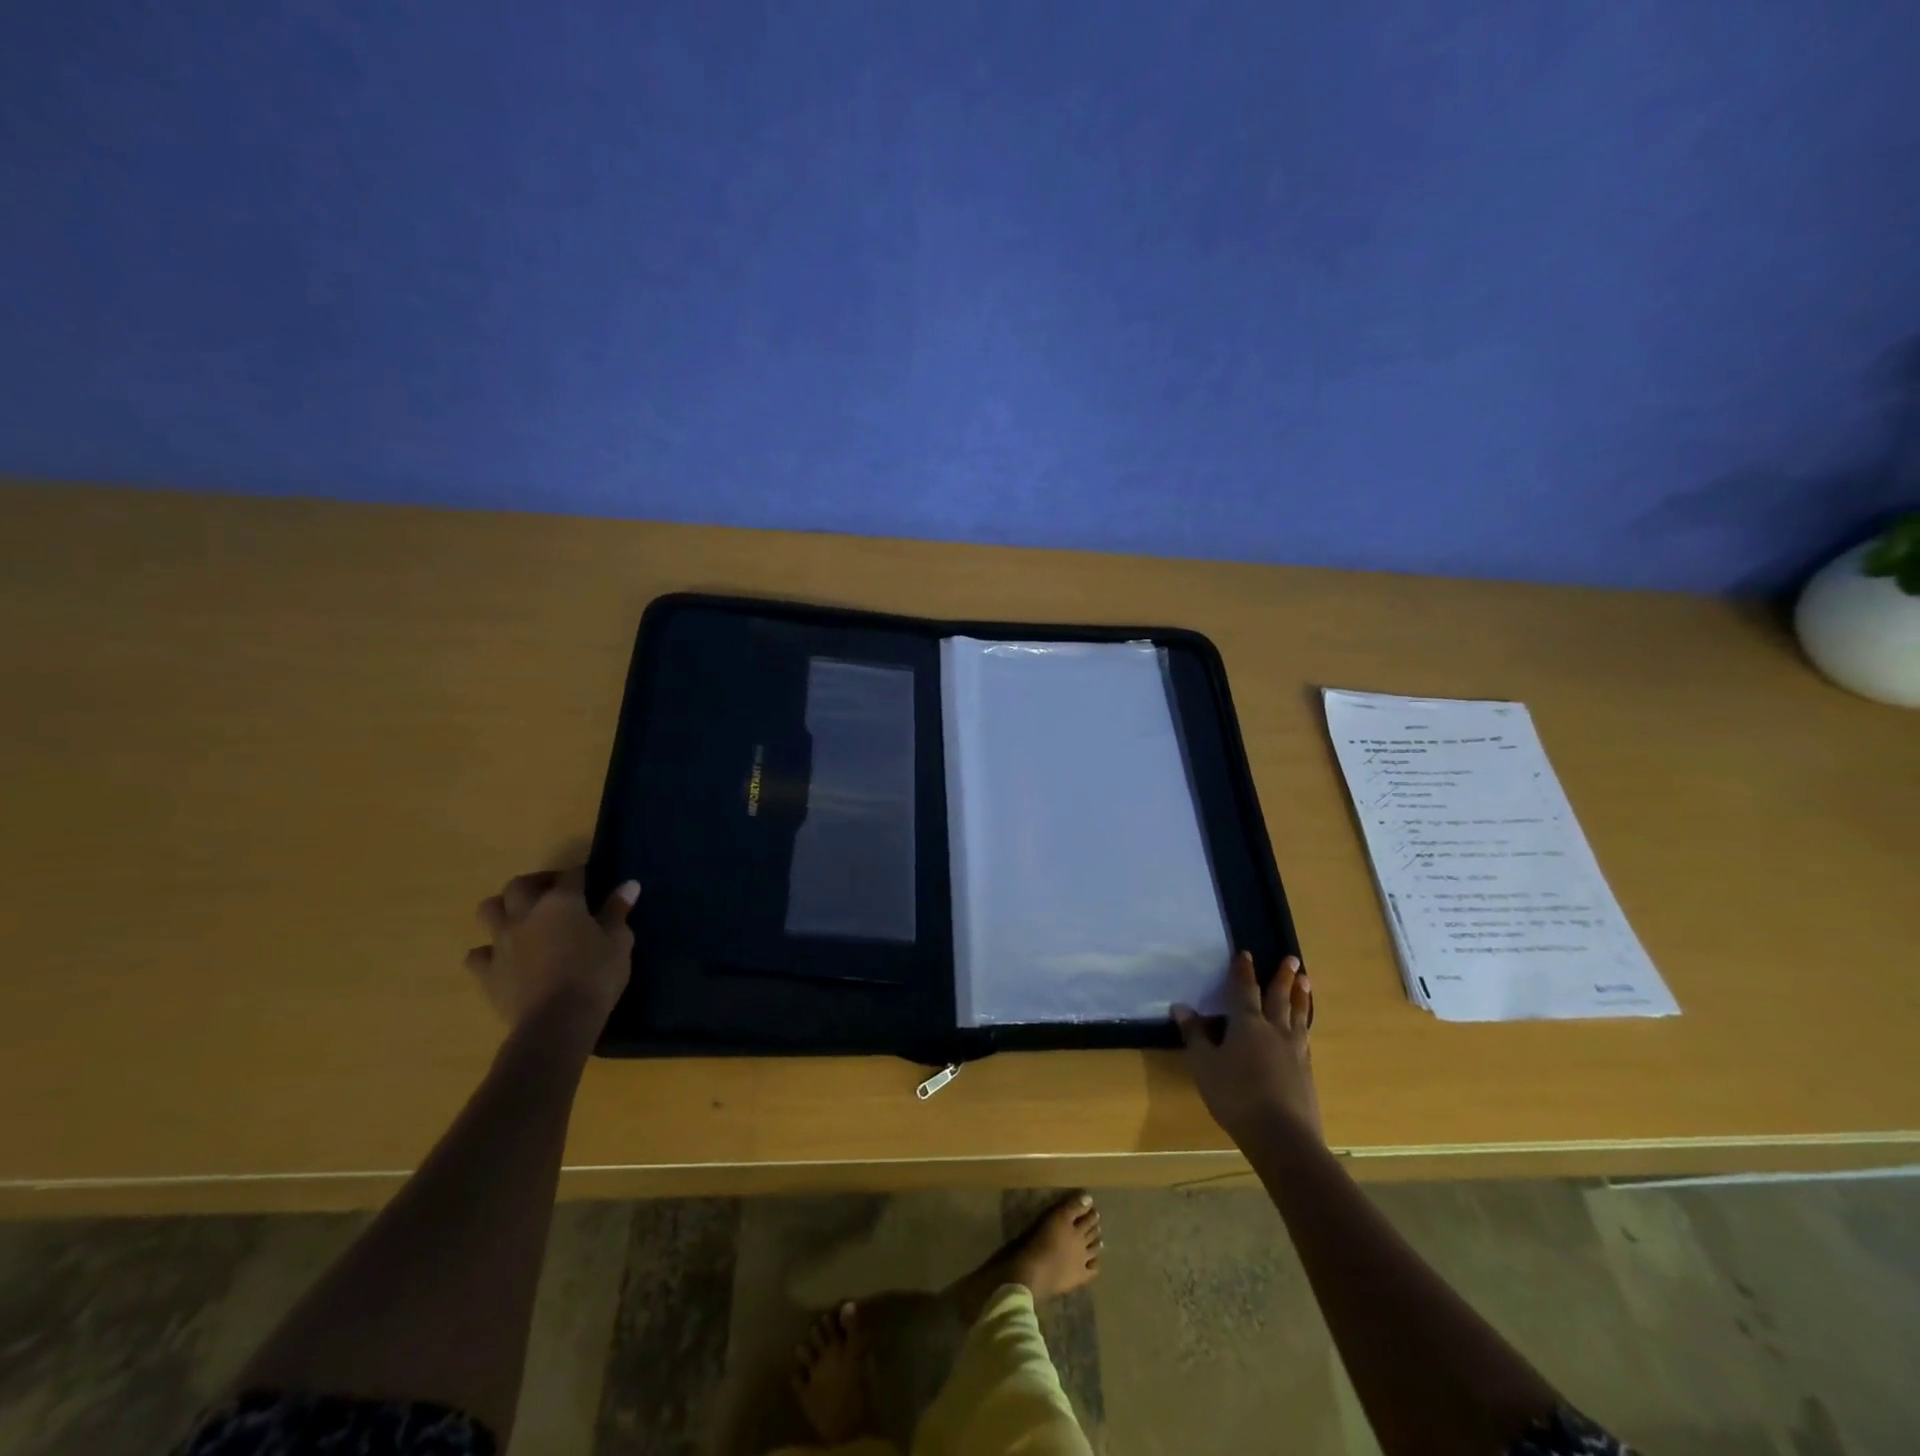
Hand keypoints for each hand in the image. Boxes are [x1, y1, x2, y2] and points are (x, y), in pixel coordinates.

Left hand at [465, 867, 638, 1042]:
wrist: (557, 1021)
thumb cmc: (595, 975)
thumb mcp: (619, 941)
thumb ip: (618, 911)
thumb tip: (628, 884)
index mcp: (561, 902)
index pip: (571, 875)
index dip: (582, 874)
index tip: (592, 879)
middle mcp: (526, 913)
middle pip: (520, 884)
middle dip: (536, 883)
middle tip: (553, 893)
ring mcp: (502, 942)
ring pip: (489, 910)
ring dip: (504, 908)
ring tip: (522, 918)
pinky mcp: (487, 972)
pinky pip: (478, 954)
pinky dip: (488, 952)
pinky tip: (503, 958)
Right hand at [1172, 952, 1320, 1144]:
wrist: (1282, 1136)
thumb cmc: (1235, 1095)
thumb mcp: (1204, 1065)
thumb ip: (1194, 1035)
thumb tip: (1180, 1007)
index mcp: (1247, 1023)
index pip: (1244, 990)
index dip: (1243, 971)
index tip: (1246, 953)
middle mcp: (1274, 1030)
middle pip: (1279, 998)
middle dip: (1282, 977)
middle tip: (1292, 958)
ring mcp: (1295, 1051)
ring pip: (1298, 1016)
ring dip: (1300, 998)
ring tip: (1305, 982)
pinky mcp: (1306, 1073)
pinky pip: (1306, 1039)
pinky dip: (1305, 1026)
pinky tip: (1305, 1029)